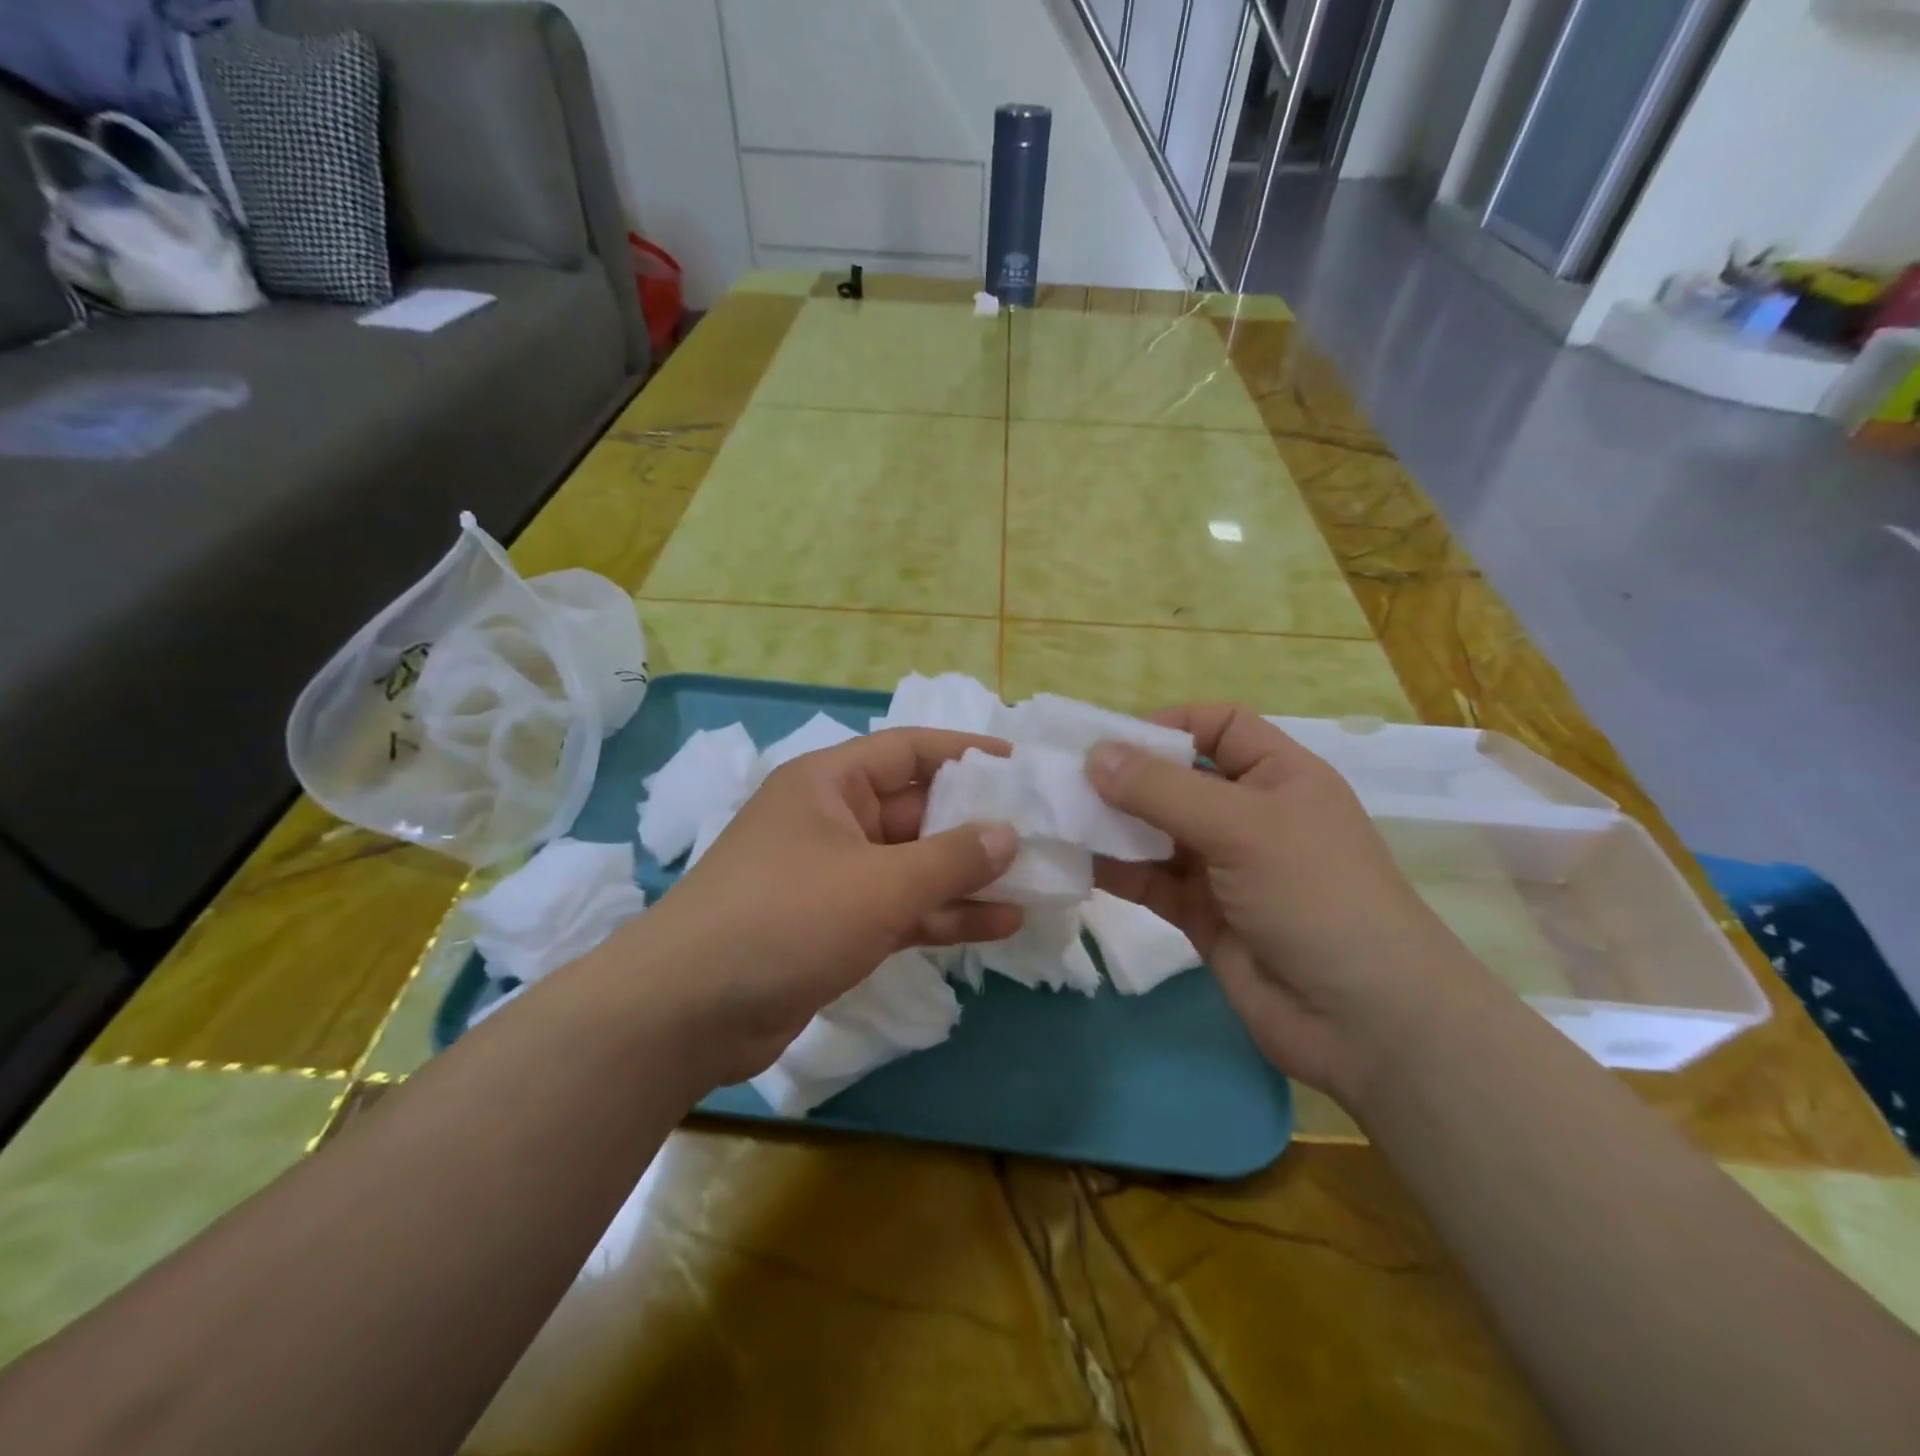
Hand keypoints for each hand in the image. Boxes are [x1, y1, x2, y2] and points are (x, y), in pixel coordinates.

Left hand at [619, 728, 1021, 1085]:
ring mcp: (834, 877)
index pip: (908, 751)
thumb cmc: (786, 918)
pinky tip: (1000, 924)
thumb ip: (950, 858)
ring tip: (1036, 882)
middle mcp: (833, 821)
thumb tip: (1007, 833)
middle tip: (1042, 834)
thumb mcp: (879, 883)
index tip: (1019, 767)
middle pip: (917, 812)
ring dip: (968, 876)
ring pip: (914, 866)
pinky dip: (943, 915)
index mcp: (830, 784)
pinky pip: (900, 909)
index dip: (965, 753)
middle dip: (977, 825)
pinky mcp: (835, 927)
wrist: (688, 1012)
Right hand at [1087, 705, 1489, 1099]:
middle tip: (1064, 780)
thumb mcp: (1242, 826)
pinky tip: (1077, 863)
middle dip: (1127, 777)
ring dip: (1114, 825)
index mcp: (1279, 776)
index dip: (1170, 724)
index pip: (1220, 727)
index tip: (1112, 741)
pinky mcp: (1203, 915)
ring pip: (1158, 832)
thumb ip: (1163, 790)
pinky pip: (1151, 880)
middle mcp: (1250, 815)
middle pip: (1179, 779)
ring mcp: (1225, 868)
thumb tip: (1094, 754)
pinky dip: (1117, 870)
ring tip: (1059, 818)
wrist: (1365, 1022)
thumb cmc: (1316, 896)